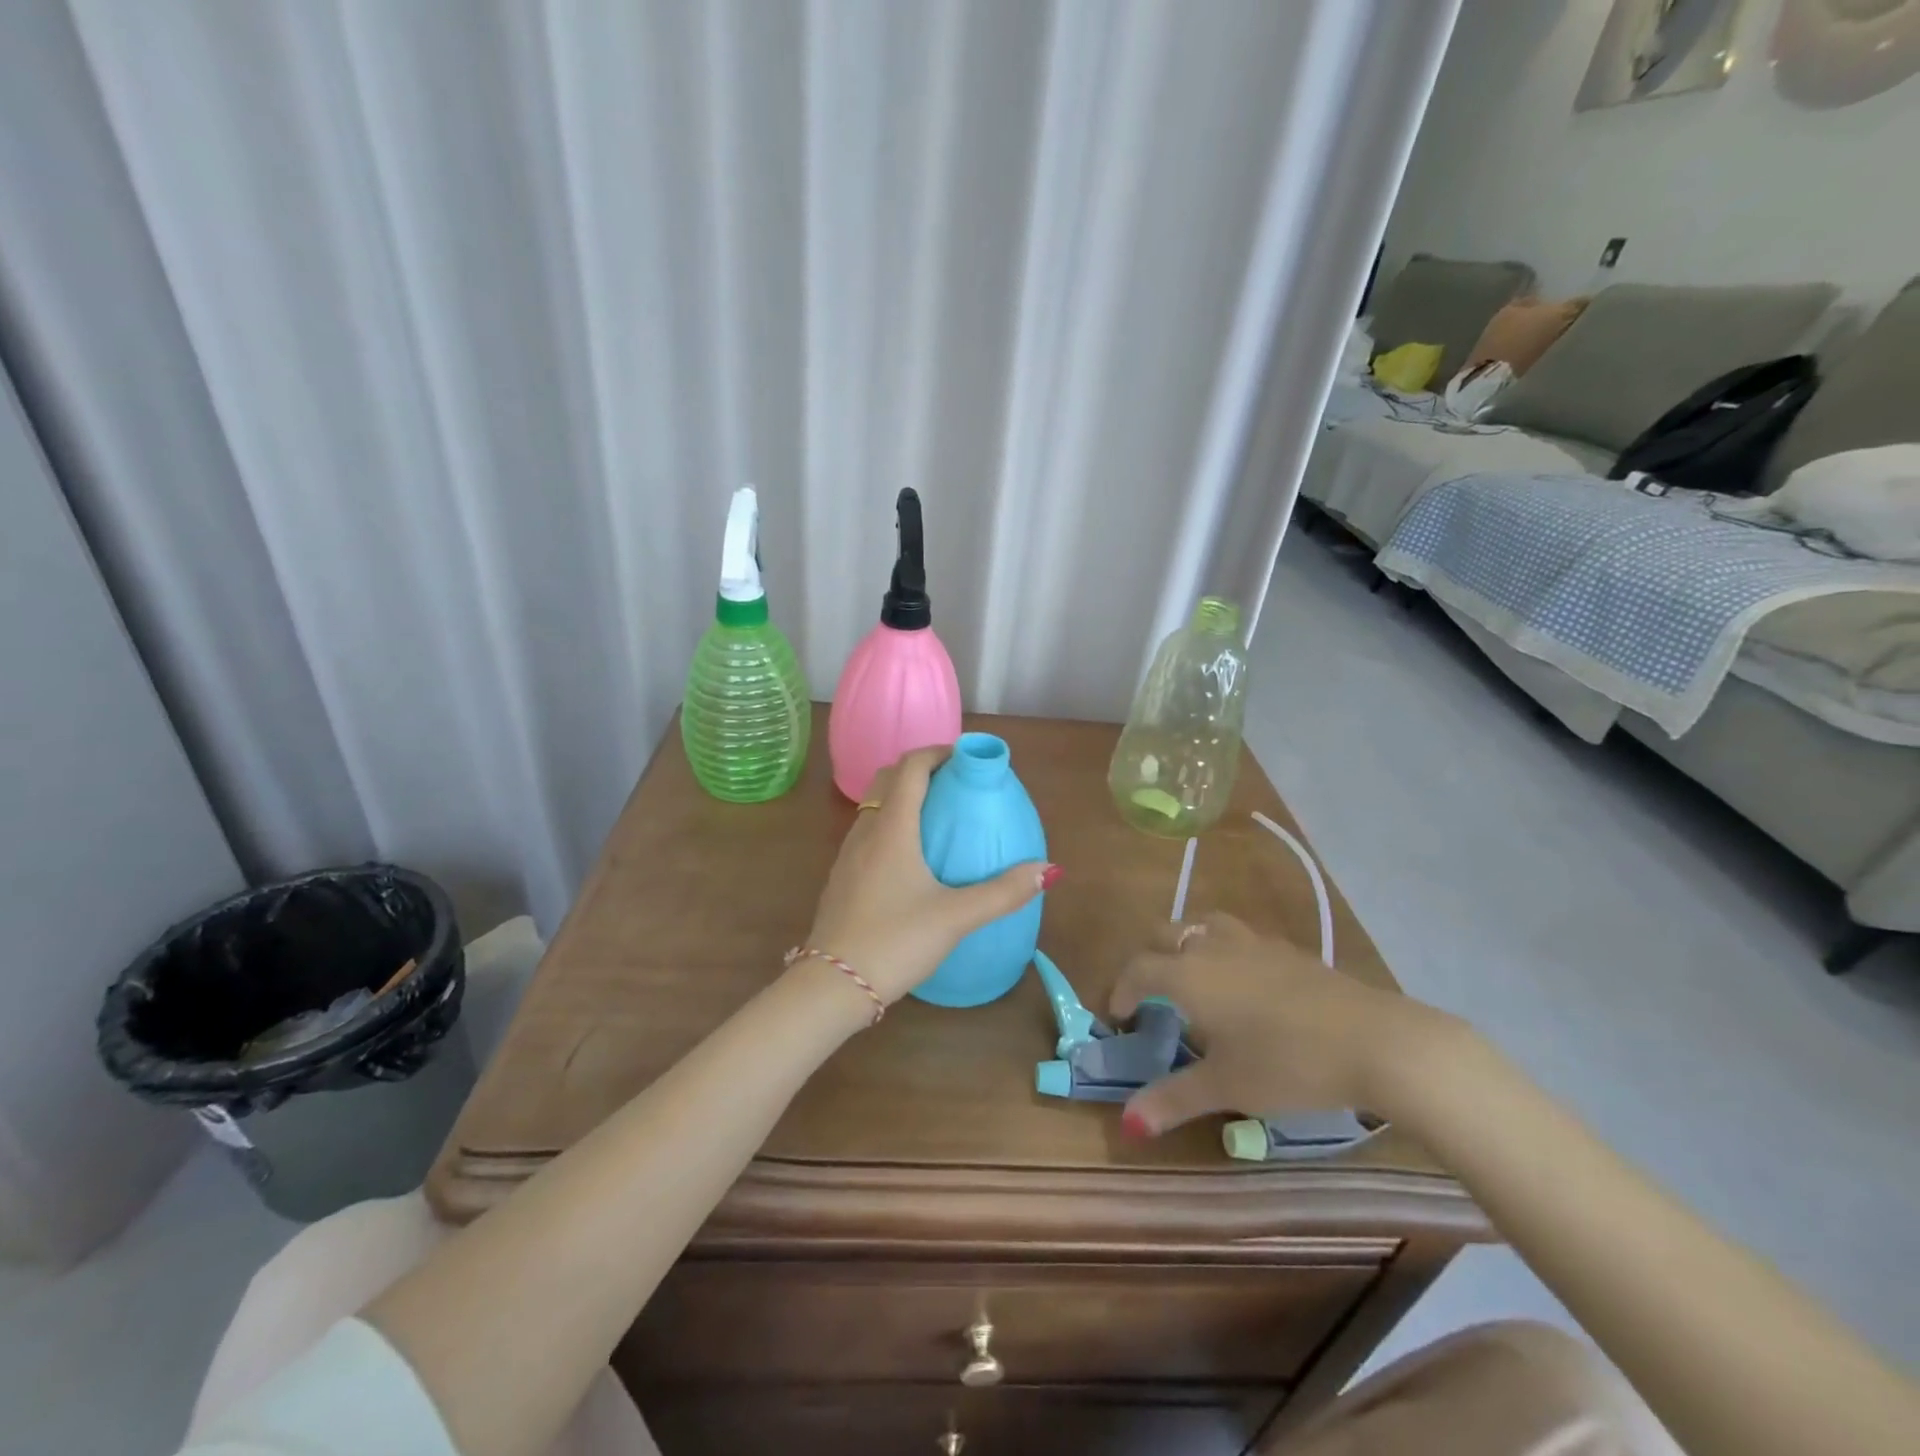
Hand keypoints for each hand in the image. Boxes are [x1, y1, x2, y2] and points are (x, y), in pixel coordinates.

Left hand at [801, 747, 1054, 1006]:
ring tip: (937, 816)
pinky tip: (911, 858)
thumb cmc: (894, 941)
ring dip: (902, 796)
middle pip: (887, 779)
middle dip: (920, 769)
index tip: (966, 759)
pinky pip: (868, 832)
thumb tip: (1047, 870)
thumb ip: (1003, 893)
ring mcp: (848, 855)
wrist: (831, 985)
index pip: (910, 767)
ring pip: (874, 806)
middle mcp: (866, 832)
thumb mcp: (955, 917)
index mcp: (892, 829)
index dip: (937, 752)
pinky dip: (890, 824)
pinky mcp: (842, 878)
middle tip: (954, 783)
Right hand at [1109, 912, 1457, 1134]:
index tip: (1120, 1015)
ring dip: (1190, 945)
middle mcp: (1213, 947)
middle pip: (1166, 934)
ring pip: (1205, 926)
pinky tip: (1248, 987)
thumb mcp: (1226, 1087)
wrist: (1375, 1041)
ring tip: (1197, 979)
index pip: (1138, 969)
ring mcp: (1255, 943)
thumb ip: (1173, 1099)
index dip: (1122, 988)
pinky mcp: (1290, 951)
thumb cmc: (1286, 1063)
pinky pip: (1242, 939)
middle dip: (1150, 958)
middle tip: (1153, 994)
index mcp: (1188, 974)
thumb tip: (1127, 1123)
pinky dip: (1227, 953)